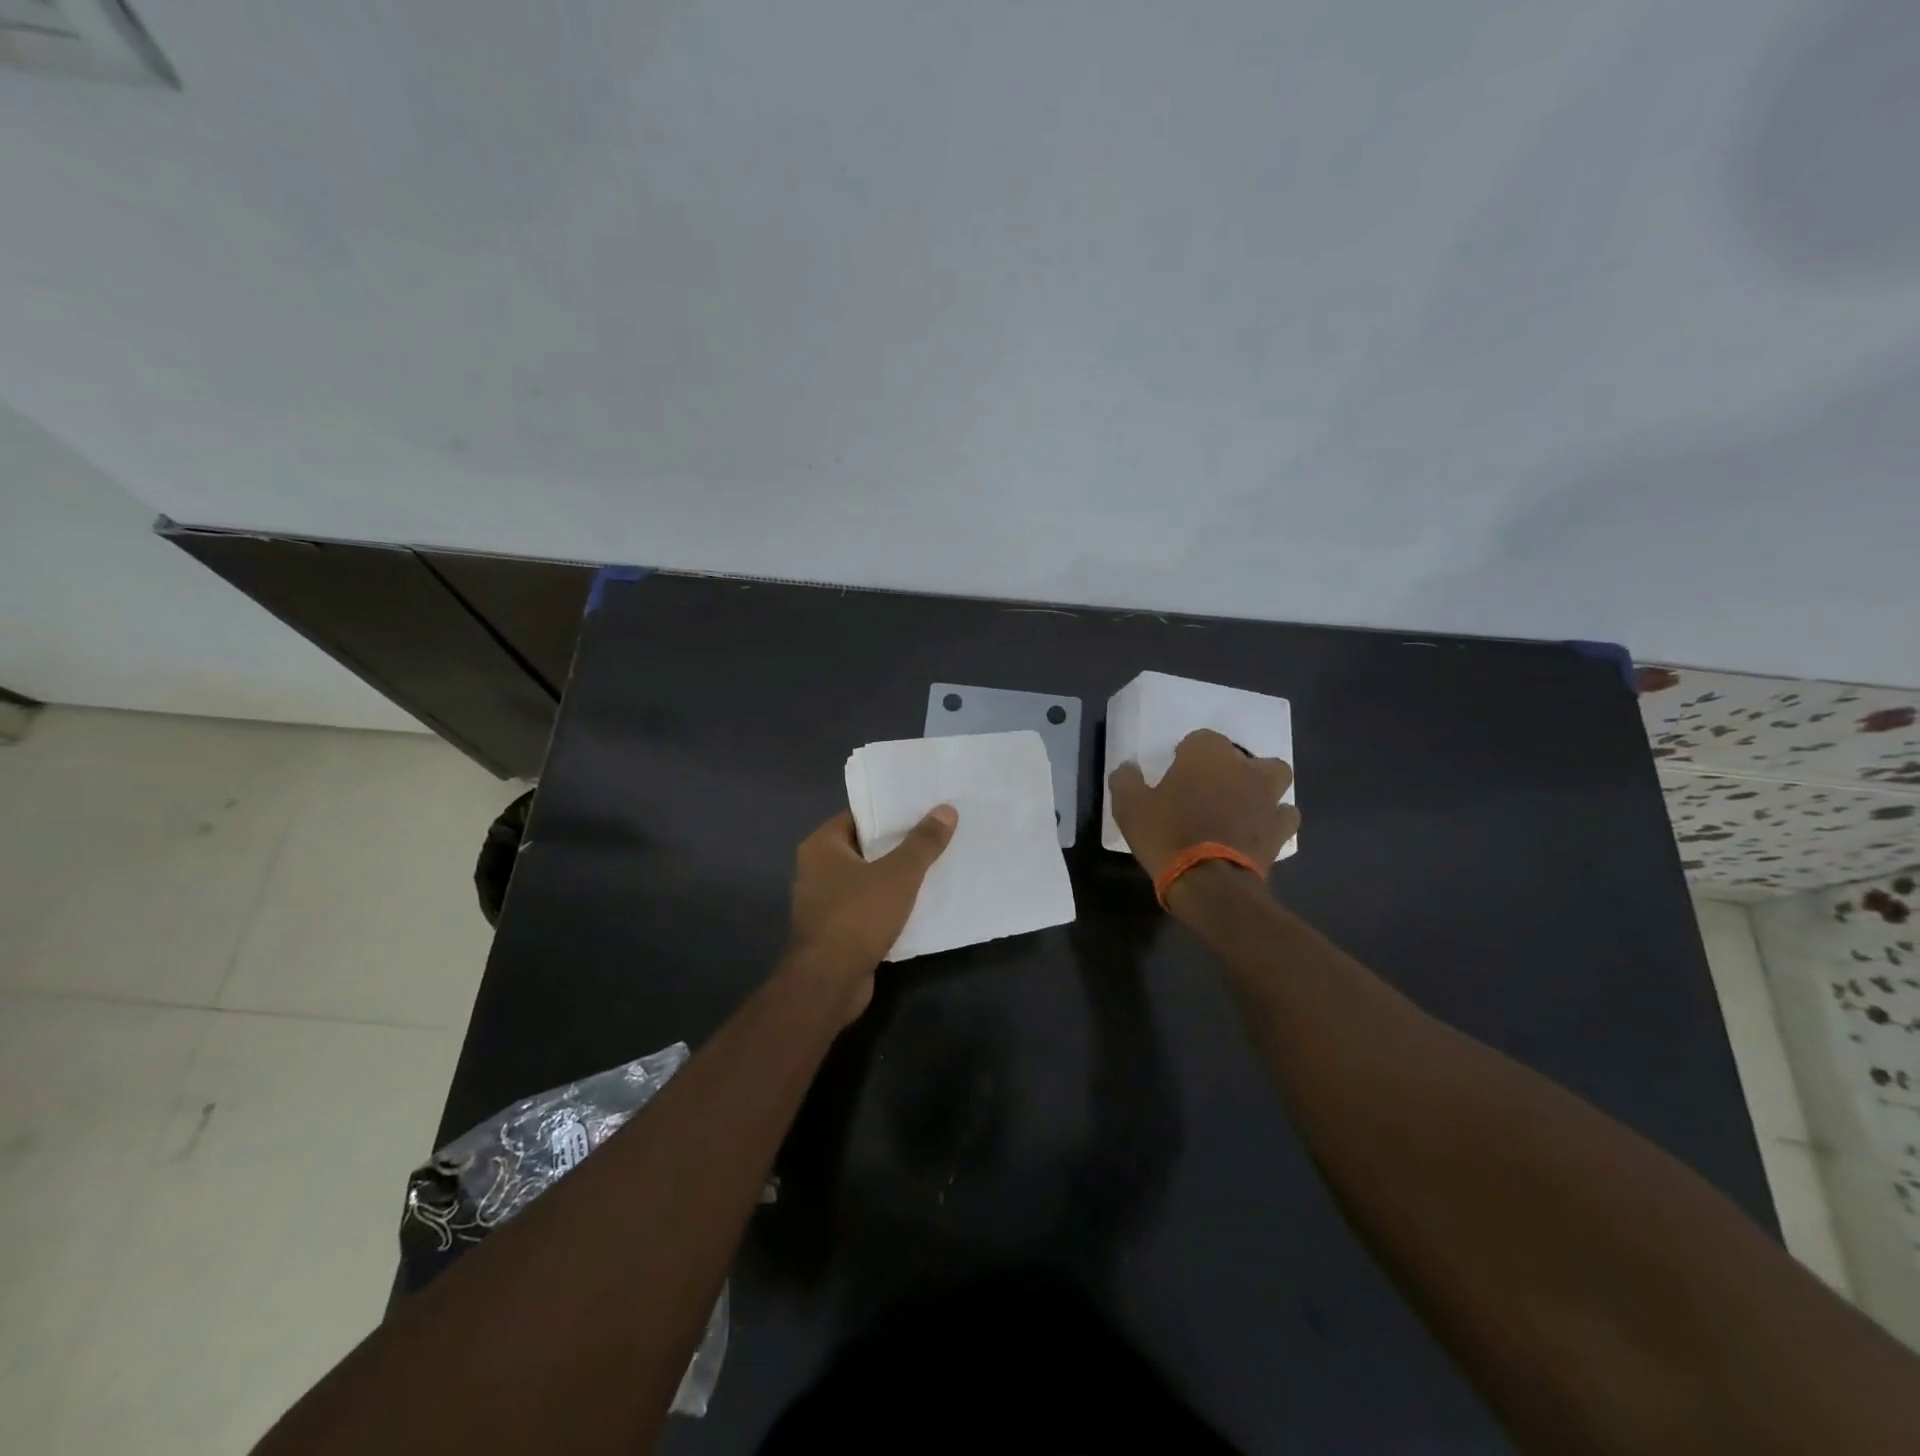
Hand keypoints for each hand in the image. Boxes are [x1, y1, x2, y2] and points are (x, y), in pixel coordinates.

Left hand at [784, 806, 957, 1019]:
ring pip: (868, 879)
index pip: (859, 816)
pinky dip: (890, 904)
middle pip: (865, 847)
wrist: (829, 982)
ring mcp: (824, 902)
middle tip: (937, 834)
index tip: (924, 809)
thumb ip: (923, 842)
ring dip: (896, 876)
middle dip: (899, 844)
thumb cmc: (858, 916)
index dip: (891, 813)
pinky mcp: (836, 930)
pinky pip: (868, 906)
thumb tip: (946, 810)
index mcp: (821, 846)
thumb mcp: (899, 874)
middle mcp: (816, 869)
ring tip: (936, 865)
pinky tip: (921, 903)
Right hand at [1108, 728, 1297, 882]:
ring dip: (1260, 783)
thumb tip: (1128, 768)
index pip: (1200, 738)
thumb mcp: (1129, 807)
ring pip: (1274, 775)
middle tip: (1207, 787)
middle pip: (1241, 754)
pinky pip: (1284, 813)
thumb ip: (1126, 780)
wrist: (1208, 881)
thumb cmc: (1166, 835)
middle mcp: (1243, 768)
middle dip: (1227, 766)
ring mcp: (1266, 797)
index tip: (1174, 774)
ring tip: (1241, 801)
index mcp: (1206, 755)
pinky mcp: (1279, 828)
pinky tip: (1258, 828)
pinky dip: (1274, 817)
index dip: (1186, 755)